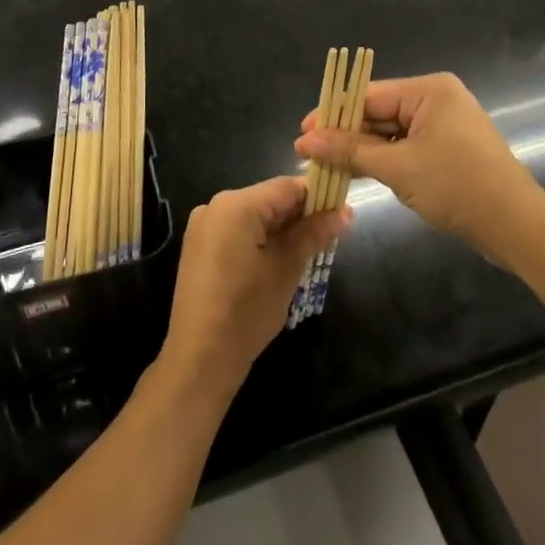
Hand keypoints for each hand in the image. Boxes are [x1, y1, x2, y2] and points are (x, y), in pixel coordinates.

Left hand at [160, 176, 349, 397]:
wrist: (200, 357)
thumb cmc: (247, 310)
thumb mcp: (286, 269)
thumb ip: (313, 234)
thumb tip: (345, 212)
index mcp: (236, 204)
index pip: (286, 187)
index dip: (317, 197)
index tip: (341, 214)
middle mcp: (215, 206)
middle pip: (269, 199)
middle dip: (300, 216)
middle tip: (328, 238)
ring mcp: (203, 226)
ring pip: (254, 216)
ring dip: (281, 229)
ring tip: (308, 252)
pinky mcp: (199, 246)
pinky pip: (237, 231)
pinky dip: (260, 239)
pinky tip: (278, 261)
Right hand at [293, 72, 544, 264]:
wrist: (516, 226)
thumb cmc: (456, 187)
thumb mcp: (397, 168)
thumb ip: (349, 151)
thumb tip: (304, 141)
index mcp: (428, 90)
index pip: (367, 96)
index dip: (332, 115)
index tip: (301, 134)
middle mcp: (437, 98)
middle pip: (378, 112)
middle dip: (345, 134)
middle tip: (308, 154)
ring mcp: (445, 124)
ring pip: (390, 131)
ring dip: (362, 149)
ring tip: (325, 165)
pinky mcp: (449, 148)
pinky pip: (406, 146)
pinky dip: (384, 159)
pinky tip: (357, 172)